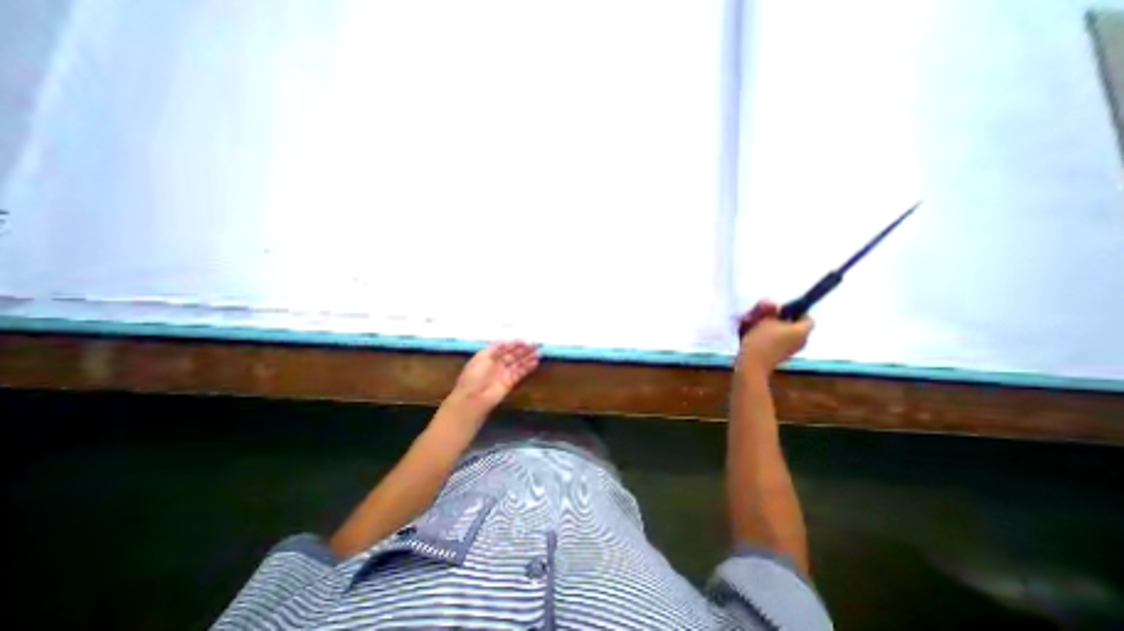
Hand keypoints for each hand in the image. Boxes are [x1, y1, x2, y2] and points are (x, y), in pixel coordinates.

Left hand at [452, 342, 540, 411]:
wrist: (473, 398)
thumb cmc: (474, 375)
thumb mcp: (481, 357)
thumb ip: (494, 348)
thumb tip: (505, 341)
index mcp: (489, 357)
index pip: (503, 348)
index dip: (513, 344)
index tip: (524, 340)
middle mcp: (497, 364)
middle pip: (512, 355)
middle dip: (523, 349)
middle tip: (535, 344)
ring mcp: (504, 373)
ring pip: (518, 363)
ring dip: (528, 357)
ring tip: (538, 351)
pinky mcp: (510, 383)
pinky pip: (520, 373)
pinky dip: (528, 368)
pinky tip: (535, 362)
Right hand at [734, 300, 813, 373]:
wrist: (752, 364)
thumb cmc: (761, 340)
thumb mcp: (764, 320)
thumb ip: (771, 311)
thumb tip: (775, 304)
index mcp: (802, 331)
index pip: (807, 318)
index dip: (796, 311)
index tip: (781, 310)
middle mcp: (801, 341)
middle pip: (794, 325)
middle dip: (780, 319)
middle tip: (766, 316)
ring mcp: (791, 349)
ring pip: (785, 333)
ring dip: (772, 327)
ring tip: (756, 324)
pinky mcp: (780, 355)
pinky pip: (778, 341)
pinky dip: (769, 336)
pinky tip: (754, 334)